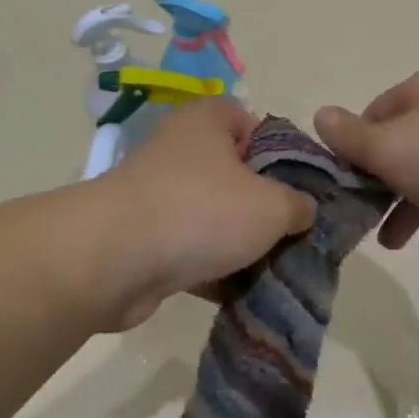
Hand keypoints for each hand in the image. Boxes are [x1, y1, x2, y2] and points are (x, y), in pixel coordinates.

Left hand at [95, 99, 315, 329]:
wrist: (115, 259)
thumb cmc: (201, 211)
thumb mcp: (271, 205)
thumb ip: (298, 204)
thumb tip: (303, 210)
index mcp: (207, 122)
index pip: (252, 123)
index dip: (280, 152)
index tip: (299, 186)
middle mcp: (180, 150)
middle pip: (235, 174)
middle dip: (263, 206)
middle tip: (292, 232)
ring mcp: (159, 195)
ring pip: (213, 216)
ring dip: (240, 244)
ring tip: (275, 270)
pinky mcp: (145, 239)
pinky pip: (190, 250)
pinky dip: (213, 270)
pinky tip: (242, 295)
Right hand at [315, 71, 418, 253]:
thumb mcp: (388, 147)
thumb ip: (350, 137)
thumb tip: (320, 114)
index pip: (376, 113)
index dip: (356, 146)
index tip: (344, 180)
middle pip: (404, 148)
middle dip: (382, 187)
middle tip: (363, 219)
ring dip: (410, 210)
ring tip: (394, 244)